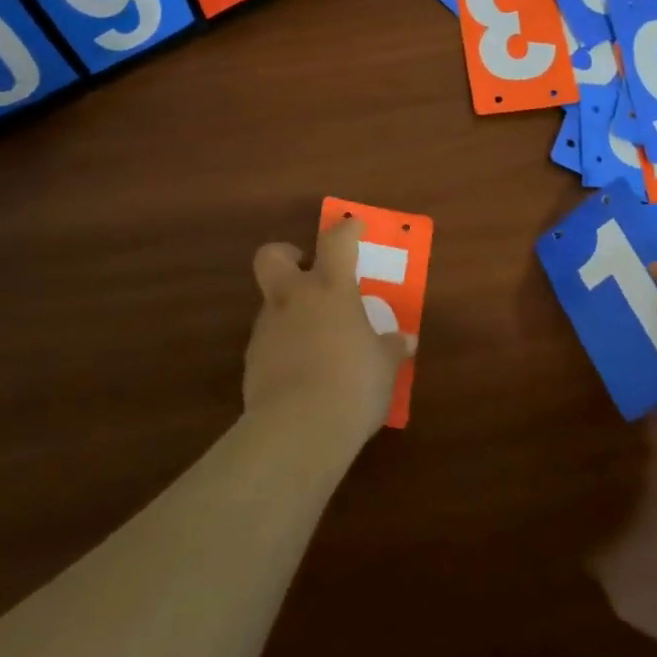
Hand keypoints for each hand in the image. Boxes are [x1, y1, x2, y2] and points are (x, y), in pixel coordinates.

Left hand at [245, 218, 412, 459]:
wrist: (298, 430)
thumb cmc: (353, 383)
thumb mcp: (384, 366)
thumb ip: (391, 348)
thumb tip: (405, 340)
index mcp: (330, 289)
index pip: (336, 242)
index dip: (346, 230)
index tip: (353, 227)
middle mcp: (293, 299)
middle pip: (272, 256)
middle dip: (287, 255)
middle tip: (307, 270)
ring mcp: (267, 329)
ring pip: (272, 304)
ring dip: (291, 311)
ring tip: (318, 339)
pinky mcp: (251, 362)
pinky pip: (270, 342)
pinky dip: (285, 348)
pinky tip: (304, 372)